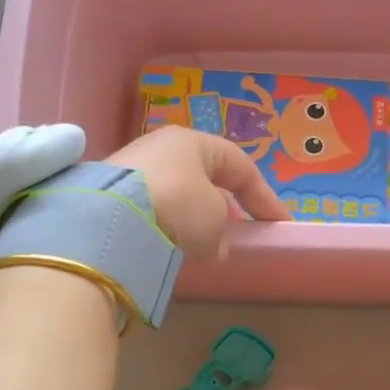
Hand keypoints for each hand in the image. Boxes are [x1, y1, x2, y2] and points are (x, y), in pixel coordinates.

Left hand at [109, 125, 289, 258]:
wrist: (110, 218)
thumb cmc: (178, 204)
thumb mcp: (214, 220)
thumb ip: (222, 232)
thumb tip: (214, 246)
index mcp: (194, 141)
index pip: (241, 166)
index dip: (264, 197)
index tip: (280, 224)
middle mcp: (161, 147)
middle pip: (205, 177)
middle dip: (224, 206)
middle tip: (238, 233)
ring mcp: (132, 168)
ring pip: (177, 194)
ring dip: (193, 220)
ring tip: (202, 247)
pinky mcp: (109, 194)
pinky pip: (152, 210)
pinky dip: (166, 227)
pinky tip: (168, 246)